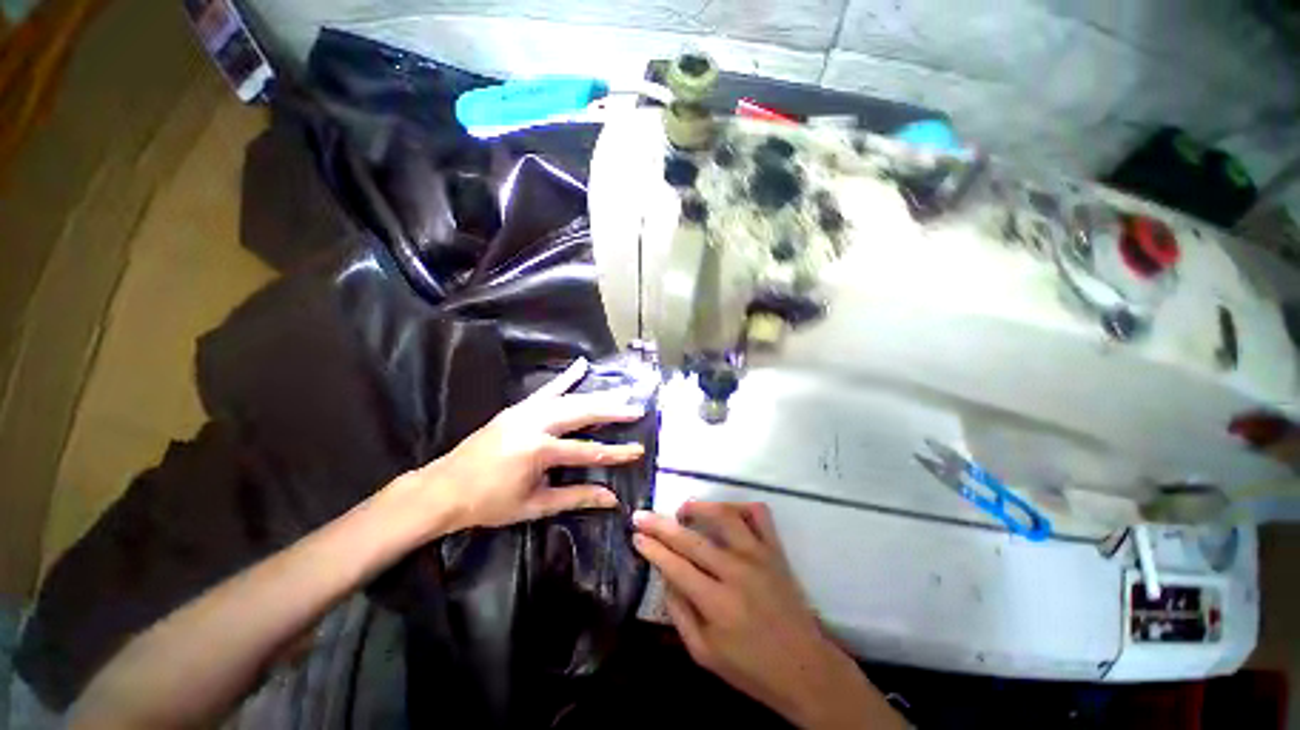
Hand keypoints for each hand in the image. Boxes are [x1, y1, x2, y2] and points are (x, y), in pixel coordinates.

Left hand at [386, 358, 646, 537]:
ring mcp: (525, 411)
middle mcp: (535, 423)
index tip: (639, 450)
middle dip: (612, 411)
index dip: (616, 453)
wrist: (443, 489)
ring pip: (570, 398)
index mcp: (538, 450)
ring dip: (598, 395)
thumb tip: (612, 499)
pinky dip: (566, 378)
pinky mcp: (518, 408)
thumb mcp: (535, 505)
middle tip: (637, 408)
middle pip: (582, 413)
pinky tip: (581, 365)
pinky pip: (547, 389)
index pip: (588, 450)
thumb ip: (576, 497)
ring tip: (621, 392)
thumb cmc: (489, 503)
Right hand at [632, 502, 903, 729]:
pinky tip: (725, 512)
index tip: (636, 535)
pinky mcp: (775, 550)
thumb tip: (664, 575)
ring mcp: (759, 556)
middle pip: (691, 539)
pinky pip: (758, 514)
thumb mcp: (704, 654)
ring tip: (682, 510)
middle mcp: (736, 572)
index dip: (652, 548)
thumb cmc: (751, 668)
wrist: (805, 669)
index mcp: (717, 603)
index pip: (675, 565)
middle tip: (642, 515)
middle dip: (661, 524)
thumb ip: (679, 613)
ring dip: (699, 507)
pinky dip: (739, 505)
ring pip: (724, 516)